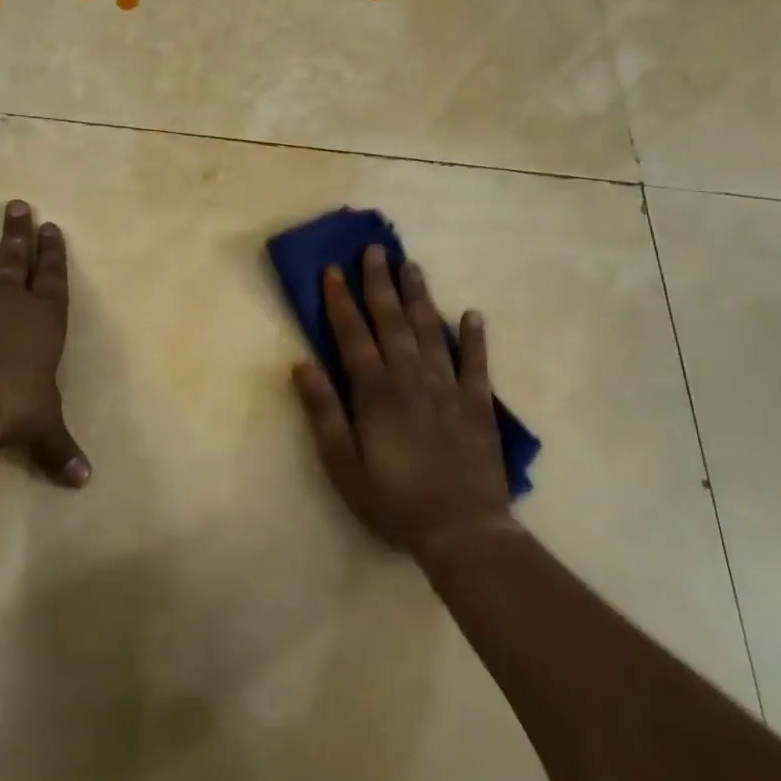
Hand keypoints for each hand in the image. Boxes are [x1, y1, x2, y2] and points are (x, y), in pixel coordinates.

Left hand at [0, 201, 90, 487]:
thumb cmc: (16, 403)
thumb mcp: (45, 426)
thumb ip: (60, 449)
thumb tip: (85, 481)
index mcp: (40, 318)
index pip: (51, 277)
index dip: (53, 253)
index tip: (51, 226)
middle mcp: (2, 303)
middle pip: (11, 259)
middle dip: (15, 233)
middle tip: (16, 204)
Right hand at [293, 245, 510, 558]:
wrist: (462, 531)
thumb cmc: (393, 500)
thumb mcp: (342, 464)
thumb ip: (323, 411)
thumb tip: (302, 363)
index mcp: (375, 391)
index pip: (352, 335)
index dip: (340, 300)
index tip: (333, 269)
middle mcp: (411, 377)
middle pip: (392, 321)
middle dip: (379, 283)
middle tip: (375, 249)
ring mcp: (448, 387)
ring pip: (431, 330)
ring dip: (419, 296)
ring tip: (411, 266)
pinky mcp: (478, 404)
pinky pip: (477, 362)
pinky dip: (475, 337)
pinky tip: (471, 314)